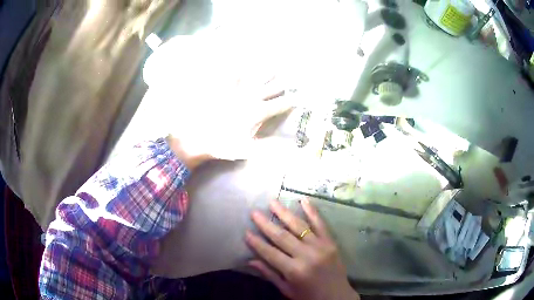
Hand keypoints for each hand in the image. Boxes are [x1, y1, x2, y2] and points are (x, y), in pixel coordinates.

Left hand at [166, 77, 291, 170]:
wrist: (197, 137)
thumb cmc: (222, 145)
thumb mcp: (247, 150)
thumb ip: (268, 147)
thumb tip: (289, 146)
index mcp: (259, 111)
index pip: (281, 104)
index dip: (292, 101)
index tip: (299, 98)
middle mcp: (252, 96)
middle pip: (273, 87)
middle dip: (284, 83)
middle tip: (292, 79)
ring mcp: (237, 89)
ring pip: (258, 76)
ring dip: (268, 72)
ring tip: (276, 66)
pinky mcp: (224, 86)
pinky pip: (235, 73)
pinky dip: (241, 68)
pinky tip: (244, 64)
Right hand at [246, 199, 359, 299]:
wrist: (337, 297)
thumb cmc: (309, 296)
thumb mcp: (287, 290)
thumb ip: (270, 274)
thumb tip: (251, 260)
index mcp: (294, 271)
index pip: (270, 253)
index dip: (257, 243)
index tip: (246, 231)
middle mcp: (307, 256)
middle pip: (282, 237)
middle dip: (266, 224)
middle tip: (254, 212)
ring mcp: (320, 247)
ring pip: (299, 227)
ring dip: (284, 213)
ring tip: (272, 201)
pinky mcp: (331, 242)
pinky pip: (320, 224)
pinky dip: (312, 211)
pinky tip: (303, 200)